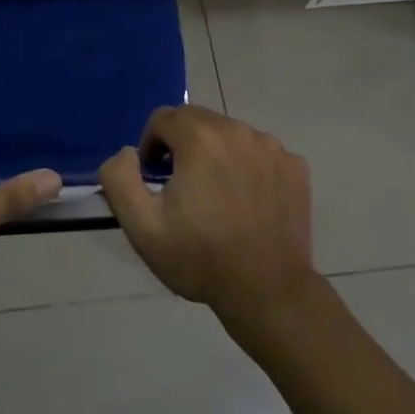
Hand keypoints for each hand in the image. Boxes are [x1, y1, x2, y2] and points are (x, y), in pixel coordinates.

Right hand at [99, 104, 317, 321]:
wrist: (268, 294)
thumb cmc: (201, 259)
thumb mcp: (142, 227)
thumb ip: (120, 178)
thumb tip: (128, 152)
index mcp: (199, 138)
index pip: (163, 118)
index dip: (152, 145)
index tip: (155, 178)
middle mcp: (236, 130)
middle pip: (197, 120)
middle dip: (182, 144)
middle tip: (182, 186)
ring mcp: (270, 147)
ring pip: (229, 133)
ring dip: (215, 152)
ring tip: (216, 194)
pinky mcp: (294, 166)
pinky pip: (259, 151)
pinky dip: (248, 165)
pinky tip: (247, 200)